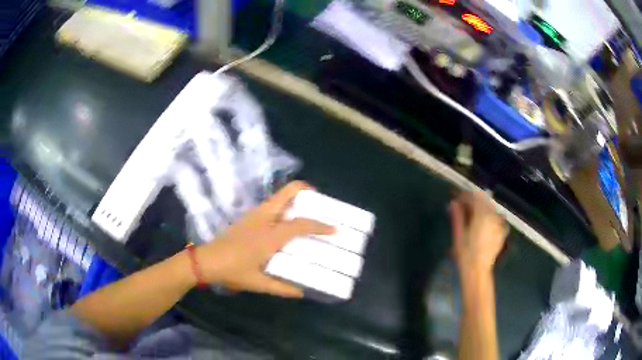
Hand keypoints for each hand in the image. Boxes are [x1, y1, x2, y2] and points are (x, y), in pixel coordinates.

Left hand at [195, 181, 333, 297]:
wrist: (206, 261)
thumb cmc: (232, 271)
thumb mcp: (258, 283)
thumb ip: (282, 288)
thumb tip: (301, 292)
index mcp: (270, 235)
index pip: (300, 224)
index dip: (320, 225)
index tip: (335, 228)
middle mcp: (264, 218)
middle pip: (288, 192)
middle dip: (306, 190)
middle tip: (320, 203)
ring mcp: (254, 214)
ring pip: (279, 196)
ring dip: (295, 199)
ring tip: (308, 212)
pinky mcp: (248, 216)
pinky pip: (272, 205)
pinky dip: (285, 206)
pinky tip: (287, 222)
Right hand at [449, 191, 507, 275]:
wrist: (478, 271)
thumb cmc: (465, 254)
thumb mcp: (458, 234)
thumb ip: (457, 216)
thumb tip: (454, 202)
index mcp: (482, 215)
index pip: (473, 197)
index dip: (464, 196)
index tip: (455, 199)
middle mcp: (493, 216)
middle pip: (483, 200)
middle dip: (472, 200)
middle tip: (461, 206)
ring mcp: (499, 223)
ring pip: (490, 207)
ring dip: (480, 206)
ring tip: (470, 213)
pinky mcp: (501, 230)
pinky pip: (494, 216)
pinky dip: (487, 214)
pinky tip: (480, 222)